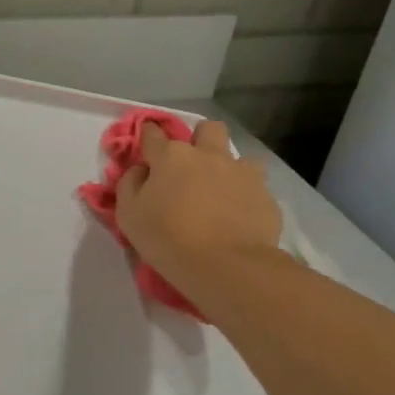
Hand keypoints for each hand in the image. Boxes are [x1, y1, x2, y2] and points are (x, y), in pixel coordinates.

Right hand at [116, 120, 281, 290]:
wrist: (226, 266)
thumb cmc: (167, 238)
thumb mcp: (128, 214)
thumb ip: (130, 184)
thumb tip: (141, 170)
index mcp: (171, 157)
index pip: (153, 133)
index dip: (147, 135)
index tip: (145, 145)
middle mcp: (208, 155)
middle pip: (207, 128)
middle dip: (199, 139)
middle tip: (190, 165)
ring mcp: (241, 172)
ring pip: (237, 155)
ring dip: (227, 166)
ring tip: (219, 191)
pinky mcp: (266, 194)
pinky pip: (255, 184)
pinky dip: (244, 194)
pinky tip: (237, 214)